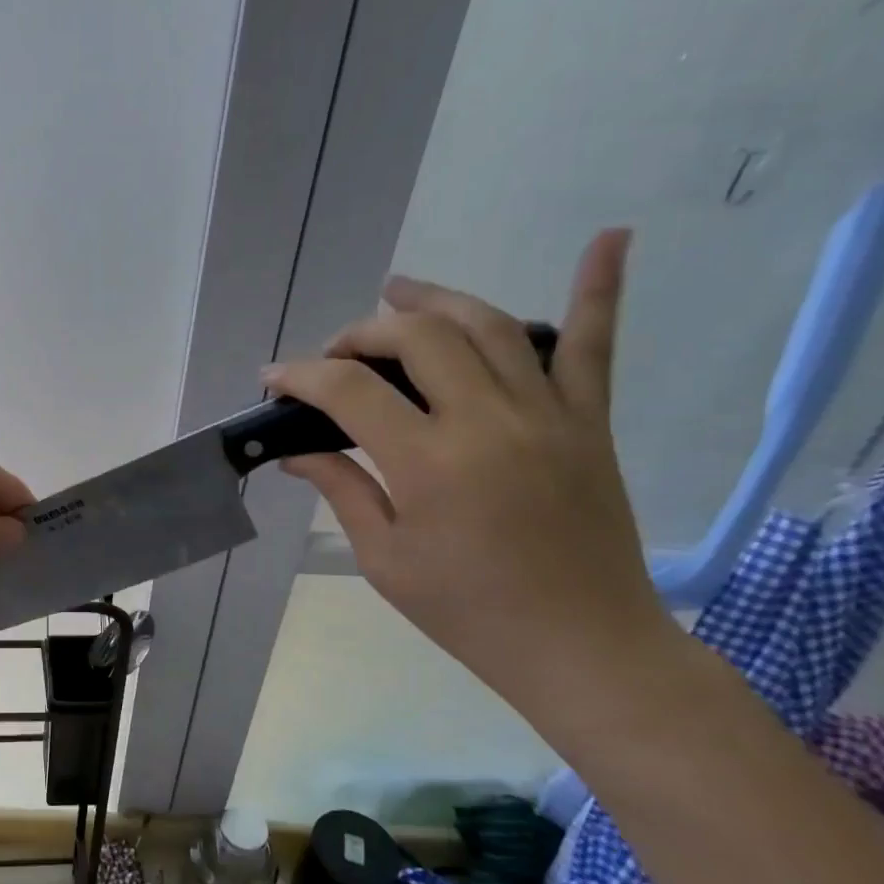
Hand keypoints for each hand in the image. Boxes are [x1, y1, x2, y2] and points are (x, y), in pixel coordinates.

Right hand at [261, 229, 672, 706]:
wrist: (582, 646)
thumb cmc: (469, 612)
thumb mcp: (385, 559)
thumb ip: (341, 489)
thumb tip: (295, 452)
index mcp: (430, 463)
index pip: (349, 391)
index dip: (301, 376)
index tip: (273, 382)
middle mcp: (489, 420)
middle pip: (416, 337)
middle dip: (359, 334)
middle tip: (333, 356)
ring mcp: (548, 413)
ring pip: (487, 325)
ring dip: (434, 299)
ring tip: (396, 290)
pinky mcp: (590, 421)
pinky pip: (595, 345)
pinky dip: (600, 288)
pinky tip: (610, 237)